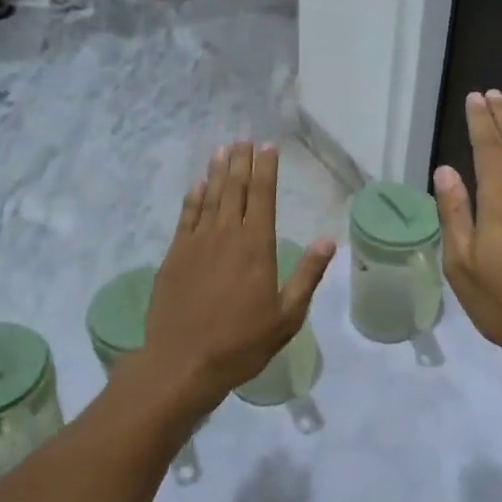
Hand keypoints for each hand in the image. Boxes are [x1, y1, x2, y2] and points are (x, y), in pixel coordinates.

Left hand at [142, 142, 334, 405]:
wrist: (182, 362)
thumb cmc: (242, 343)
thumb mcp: (286, 316)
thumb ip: (306, 275)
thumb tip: (328, 241)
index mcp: (256, 247)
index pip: (262, 196)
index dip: (266, 169)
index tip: (268, 146)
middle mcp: (225, 235)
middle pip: (234, 189)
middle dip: (241, 162)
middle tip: (244, 139)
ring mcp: (195, 244)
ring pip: (209, 197)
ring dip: (217, 172)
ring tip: (222, 149)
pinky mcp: (174, 256)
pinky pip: (185, 217)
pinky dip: (192, 198)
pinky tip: (197, 185)